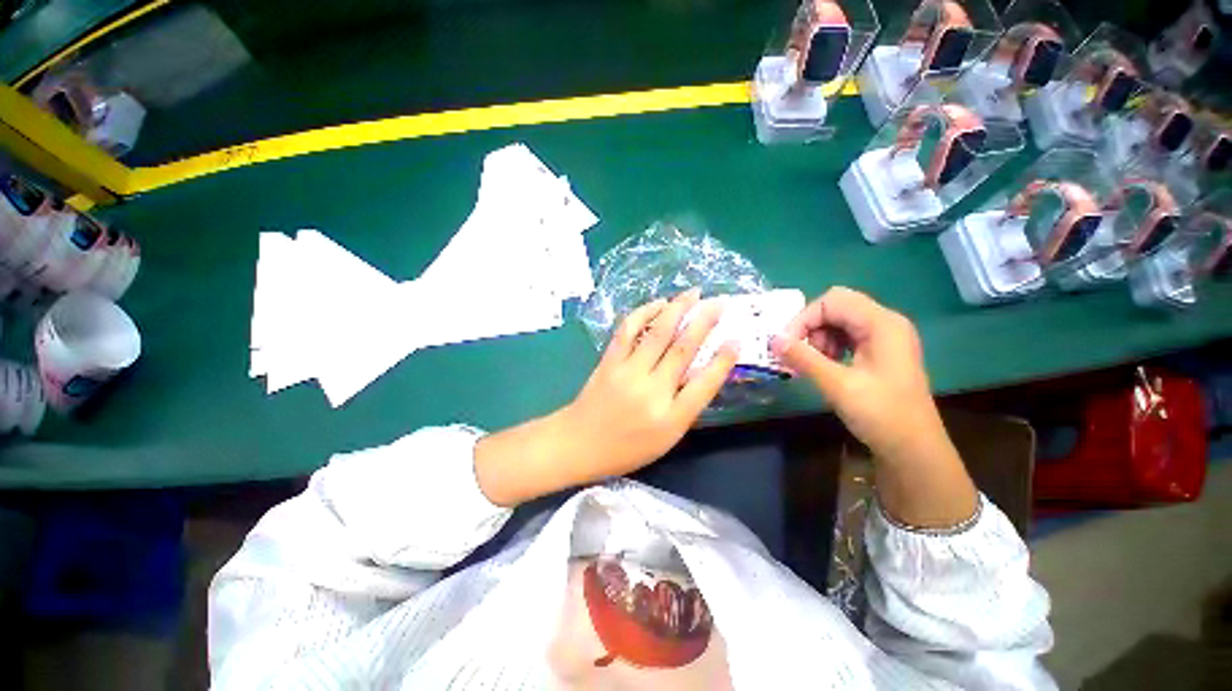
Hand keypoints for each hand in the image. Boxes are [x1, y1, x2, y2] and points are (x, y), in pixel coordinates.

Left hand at [475, 289, 737, 505]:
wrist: (579, 443)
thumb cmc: (626, 448)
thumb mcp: (665, 438)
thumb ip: (685, 407)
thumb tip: (702, 372)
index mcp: (670, 418)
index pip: (704, 384)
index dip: (723, 360)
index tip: (736, 339)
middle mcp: (652, 391)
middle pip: (682, 349)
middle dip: (704, 322)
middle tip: (719, 302)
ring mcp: (627, 372)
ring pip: (657, 333)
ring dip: (677, 309)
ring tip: (693, 294)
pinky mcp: (609, 361)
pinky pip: (628, 330)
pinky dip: (644, 312)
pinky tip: (658, 304)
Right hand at [771, 287, 976, 527]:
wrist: (913, 449)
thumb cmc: (881, 415)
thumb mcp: (838, 385)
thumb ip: (804, 358)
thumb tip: (773, 340)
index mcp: (882, 324)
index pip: (832, 301)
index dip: (804, 318)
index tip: (785, 344)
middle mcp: (885, 323)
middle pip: (836, 307)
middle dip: (810, 327)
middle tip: (797, 353)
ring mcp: (884, 337)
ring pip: (838, 322)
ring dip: (817, 338)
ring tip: (811, 364)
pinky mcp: (879, 352)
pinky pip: (846, 337)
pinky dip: (828, 347)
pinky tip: (823, 366)